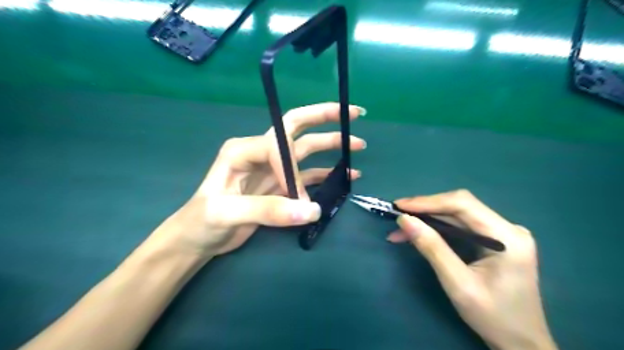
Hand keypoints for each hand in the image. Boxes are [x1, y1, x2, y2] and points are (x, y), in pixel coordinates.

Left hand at [152, 101, 366, 255]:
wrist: (197, 239)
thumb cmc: (202, 221)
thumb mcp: (227, 213)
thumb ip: (269, 210)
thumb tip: (313, 210)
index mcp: (243, 149)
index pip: (279, 145)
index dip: (293, 170)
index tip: (298, 198)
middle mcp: (260, 152)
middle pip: (296, 127)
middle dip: (324, 118)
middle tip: (354, 114)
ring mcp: (272, 169)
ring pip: (306, 151)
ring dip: (331, 146)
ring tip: (357, 145)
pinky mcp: (280, 185)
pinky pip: (308, 175)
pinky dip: (327, 174)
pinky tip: (346, 175)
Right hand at [388, 191, 554, 349]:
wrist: (521, 343)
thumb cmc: (493, 318)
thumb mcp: (458, 284)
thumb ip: (432, 248)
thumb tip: (405, 220)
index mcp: (507, 236)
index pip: (463, 204)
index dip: (428, 202)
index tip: (400, 206)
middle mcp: (507, 228)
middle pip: (459, 207)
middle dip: (425, 210)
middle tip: (397, 215)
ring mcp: (502, 233)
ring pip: (457, 216)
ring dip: (428, 220)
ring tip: (401, 228)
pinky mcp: (494, 240)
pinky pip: (460, 226)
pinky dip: (437, 228)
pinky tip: (419, 233)